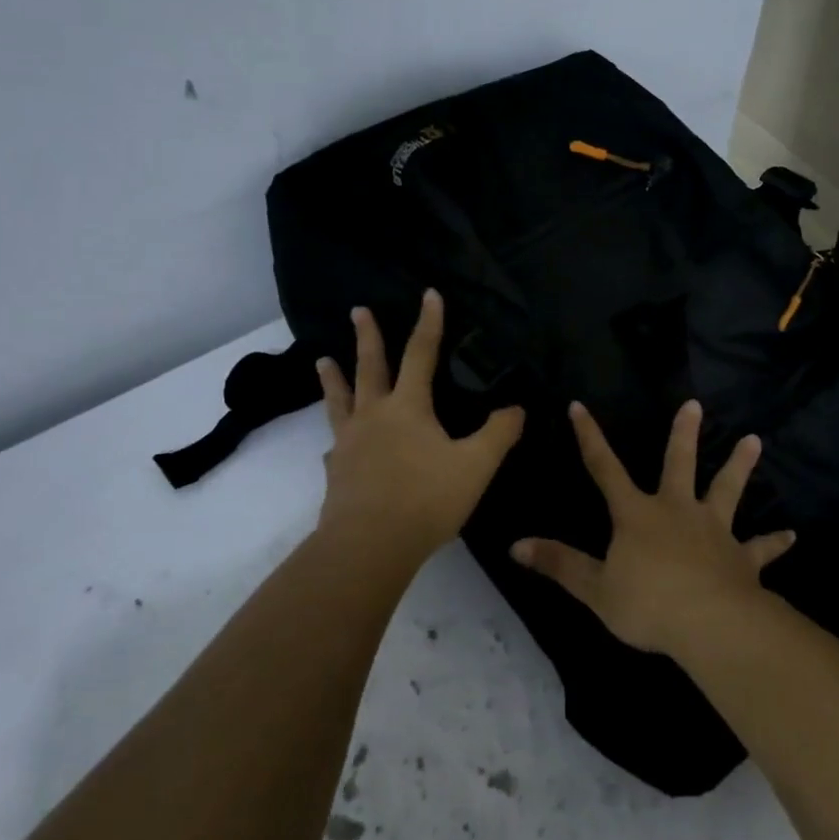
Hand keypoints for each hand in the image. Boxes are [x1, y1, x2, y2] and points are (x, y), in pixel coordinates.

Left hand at [314, 291, 524, 565]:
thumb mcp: (475, 466)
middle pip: (370, 367)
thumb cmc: (426, 499)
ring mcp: (350, 443)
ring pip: (340, 401)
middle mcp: (374, 416)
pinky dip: (336, 436)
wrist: (369, 546)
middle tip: (357, 310)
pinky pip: (336, 445)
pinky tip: (334, 445)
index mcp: (408, 407)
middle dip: (367, 337)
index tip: (429, 294)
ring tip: (322, 360)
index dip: (429, 323)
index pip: (421, 354)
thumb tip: (516, 409)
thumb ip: (499, 434)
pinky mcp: (337, 472)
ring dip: (333, 378)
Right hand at [508, 399, 794, 656]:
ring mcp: (714, 531)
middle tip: (695, 405)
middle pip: (679, 465)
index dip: (590, 437)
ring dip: (740, 466)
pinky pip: (761, 548)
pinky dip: (775, 542)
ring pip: (727, 491)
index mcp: (637, 514)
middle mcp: (677, 511)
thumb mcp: (595, 588)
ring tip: (755, 440)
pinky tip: (792, 536)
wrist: (710, 624)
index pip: (605, 468)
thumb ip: (558, 564)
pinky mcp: (742, 557)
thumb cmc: (648, 603)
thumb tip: (515, 546)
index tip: (580, 406)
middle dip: (684, 434)